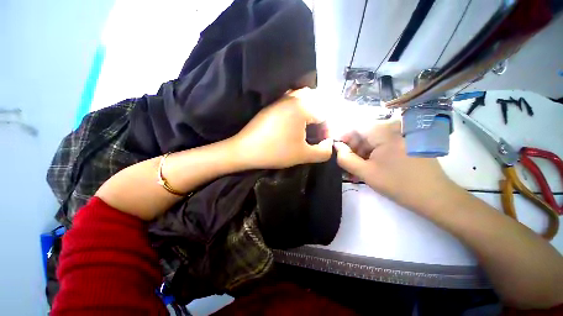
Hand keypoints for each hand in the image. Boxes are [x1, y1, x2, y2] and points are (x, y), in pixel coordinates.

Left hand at [232, 88, 332, 168]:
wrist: (245, 150)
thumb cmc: (276, 152)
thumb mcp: (303, 155)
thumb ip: (323, 152)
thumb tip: (329, 144)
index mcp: (302, 107)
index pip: (325, 114)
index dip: (327, 129)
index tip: (323, 141)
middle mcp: (292, 97)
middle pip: (317, 101)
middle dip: (321, 116)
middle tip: (318, 132)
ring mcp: (280, 100)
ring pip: (304, 98)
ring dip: (310, 110)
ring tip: (309, 127)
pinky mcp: (272, 105)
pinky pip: (291, 101)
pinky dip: (298, 108)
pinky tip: (295, 122)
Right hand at [335, 122, 456, 213]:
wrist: (435, 197)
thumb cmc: (398, 184)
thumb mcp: (366, 173)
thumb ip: (346, 159)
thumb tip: (335, 147)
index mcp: (384, 132)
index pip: (355, 127)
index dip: (342, 138)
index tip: (336, 151)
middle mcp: (393, 128)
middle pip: (363, 134)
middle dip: (352, 149)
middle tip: (345, 164)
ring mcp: (401, 134)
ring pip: (372, 140)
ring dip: (361, 153)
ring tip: (355, 169)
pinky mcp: (405, 142)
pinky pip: (382, 144)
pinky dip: (372, 154)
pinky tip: (368, 167)